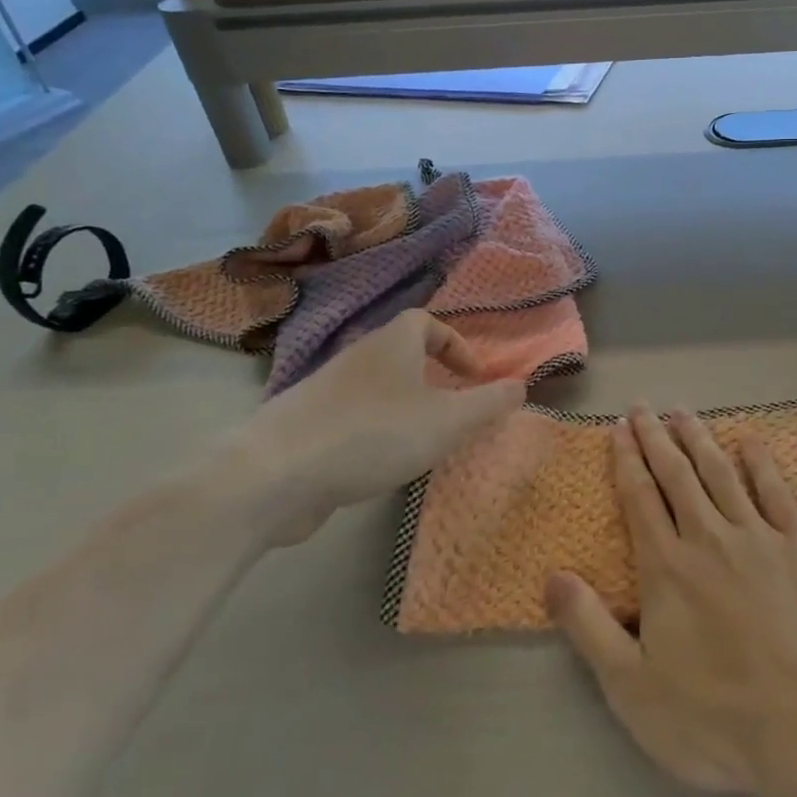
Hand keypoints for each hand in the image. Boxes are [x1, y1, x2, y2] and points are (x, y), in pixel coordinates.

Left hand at [207, 309, 523, 550]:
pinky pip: (350, 417)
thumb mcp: (448, 421)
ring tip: (420, 442)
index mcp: (392, 344)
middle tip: (452, 411)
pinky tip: (376, 465)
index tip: (473, 376)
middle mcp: (357, 357)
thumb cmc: (373, 434)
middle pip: (400, 354)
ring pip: (375, 387)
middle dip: (431, 378)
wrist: (274, 474)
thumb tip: (522, 386)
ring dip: (402, 407)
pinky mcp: (303, 426)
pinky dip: (371, 431)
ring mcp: (325, 391)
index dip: (454, 343)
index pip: (425, 322)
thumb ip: (489, 403)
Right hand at [546, 404, 796, 796]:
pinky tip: (749, 441)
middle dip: (656, 437)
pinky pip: (775, 490)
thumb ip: (589, 628)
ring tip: (683, 412)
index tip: (619, 428)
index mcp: (667, 567)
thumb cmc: (715, 716)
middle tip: (644, 406)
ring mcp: (758, 535)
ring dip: (699, 439)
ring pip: (720, 473)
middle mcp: (708, 537)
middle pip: (677, 475)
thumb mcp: (632, 688)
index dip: (627, 460)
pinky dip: (760, 462)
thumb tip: (552, 577)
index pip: (640, 498)